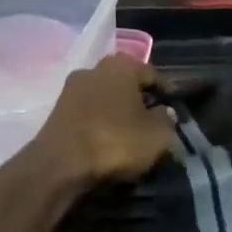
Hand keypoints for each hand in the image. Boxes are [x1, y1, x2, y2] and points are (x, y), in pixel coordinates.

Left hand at [27, 55, 174, 188]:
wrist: (59, 165)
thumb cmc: (115, 142)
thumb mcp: (157, 136)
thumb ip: (167, 120)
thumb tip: (164, 112)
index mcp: (122, 66)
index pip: (152, 74)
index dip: (166, 92)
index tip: (174, 108)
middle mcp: (94, 68)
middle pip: (126, 82)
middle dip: (139, 99)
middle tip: (152, 119)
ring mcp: (71, 88)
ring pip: (105, 96)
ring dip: (117, 110)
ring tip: (130, 131)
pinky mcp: (56, 110)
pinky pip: (88, 111)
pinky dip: (100, 121)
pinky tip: (107, 138)